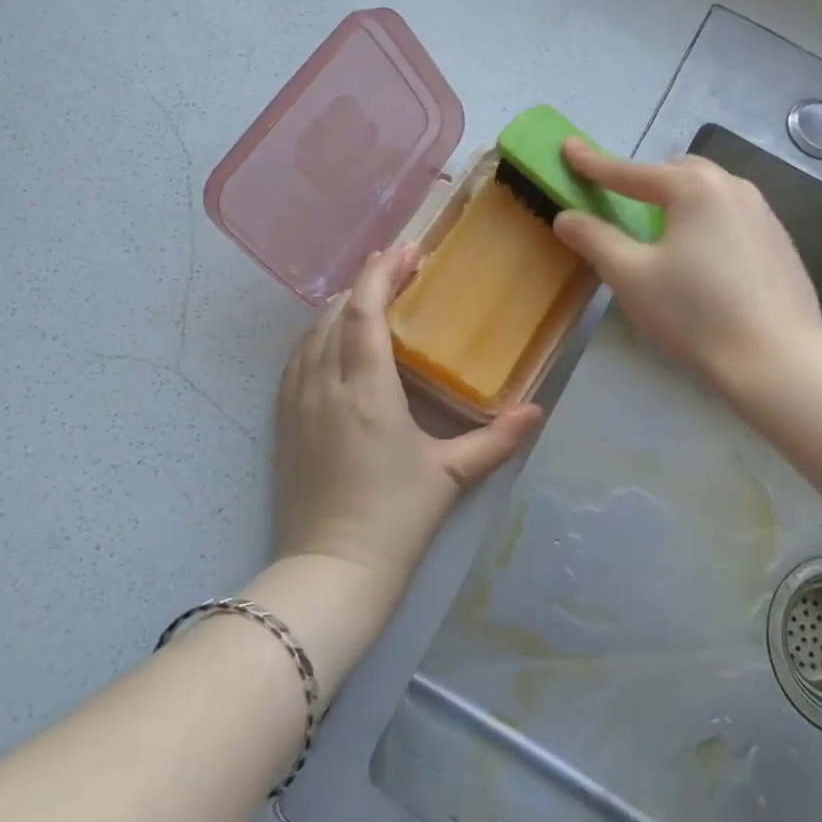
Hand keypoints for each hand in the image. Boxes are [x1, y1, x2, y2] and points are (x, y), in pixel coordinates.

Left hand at [273, 245, 541, 598]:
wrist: (332, 570)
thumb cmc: (396, 519)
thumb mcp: (451, 475)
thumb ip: (496, 440)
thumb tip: (537, 411)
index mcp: (368, 391)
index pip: (365, 312)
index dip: (382, 274)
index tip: (406, 251)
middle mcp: (326, 385)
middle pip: (337, 314)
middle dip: (365, 283)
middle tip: (396, 267)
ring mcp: (298, 402)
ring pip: (312, 333)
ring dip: (340, 307)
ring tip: (368, 295)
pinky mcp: (283, 421)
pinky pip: (296, 360)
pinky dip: (316, 335)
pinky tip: (330, 337)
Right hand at [552, 138, 821, 386]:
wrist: (778, 362)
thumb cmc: (695, 314)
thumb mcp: (630, 276)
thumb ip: (594, 239)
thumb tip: (566, 216)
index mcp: (694, 188)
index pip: (630, 172)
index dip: (593, 162)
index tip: (568, 147)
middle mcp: (733, 188)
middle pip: (676, 173)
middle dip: (644, 180)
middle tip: (621, 201)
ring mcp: (764, 214)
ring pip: (709, 193)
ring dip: (678, 201)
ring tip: (662, 231)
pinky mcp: (780, 244)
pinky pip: (732, 217)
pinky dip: (706, 224)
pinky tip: (703, 261)